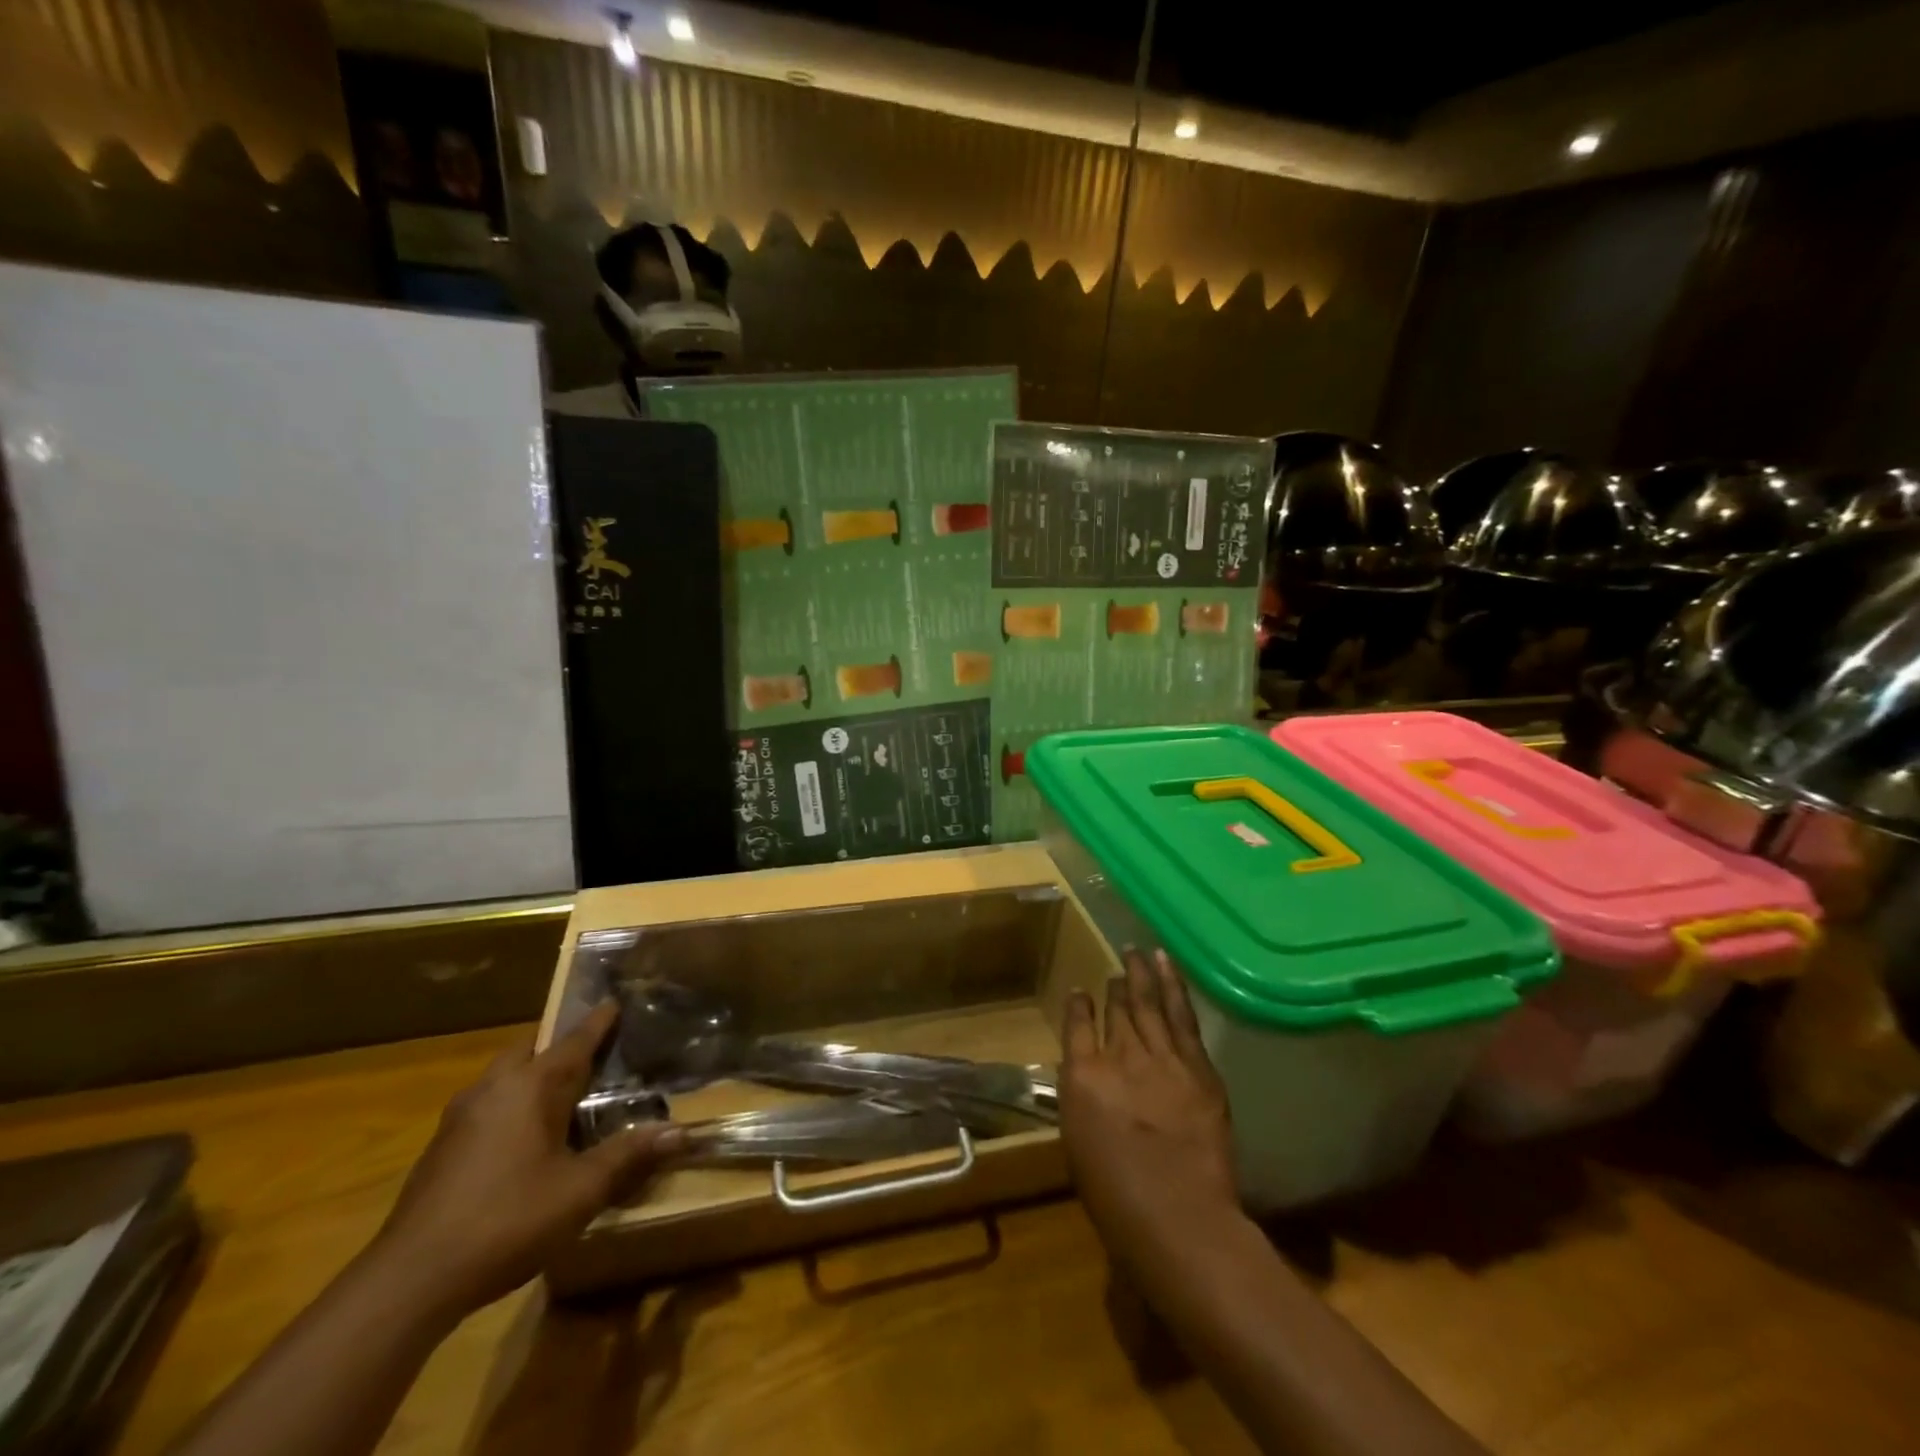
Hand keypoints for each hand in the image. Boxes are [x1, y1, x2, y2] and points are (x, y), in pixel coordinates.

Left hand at [367, 1002, 682, 1321]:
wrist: (409, 1281)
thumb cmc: (506, 1220)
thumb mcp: (580, 1190)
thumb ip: (629, 1155)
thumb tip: (682, 1131)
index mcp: (530, 1086)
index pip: (574, 1040)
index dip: (599, 1022)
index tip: (615, 1002)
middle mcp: (493, 1089)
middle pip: (531, 1049)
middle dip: (560, 1046)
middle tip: (592, 1054)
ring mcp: (459, 1119)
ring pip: (503, 1078)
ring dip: (532, 1076)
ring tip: (562, 1094)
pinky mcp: (440, 1149)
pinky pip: (486, 1106)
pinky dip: (511, 1105)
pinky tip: (524, 1139)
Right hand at [1059, 947, 1238, 1264]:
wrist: (1179, 1218)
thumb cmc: (1117, 1199)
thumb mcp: (1079, 1145)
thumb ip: (1083, 1100)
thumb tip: (1088, 1078)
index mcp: (1081, 1077)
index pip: (1076, 1025)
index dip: (1078, 1005)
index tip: (1081, 992)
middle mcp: (1118, 1056)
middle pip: (1115, 1009)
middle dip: (1115, 986)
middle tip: (1118, 964)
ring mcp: (1160, 1057)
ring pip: (1148, 1002)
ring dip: (1141, 974)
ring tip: (1137, 950)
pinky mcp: (1196, 1066)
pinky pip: (1181, 1016)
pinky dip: (1172, 986)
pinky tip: (1166, 964)